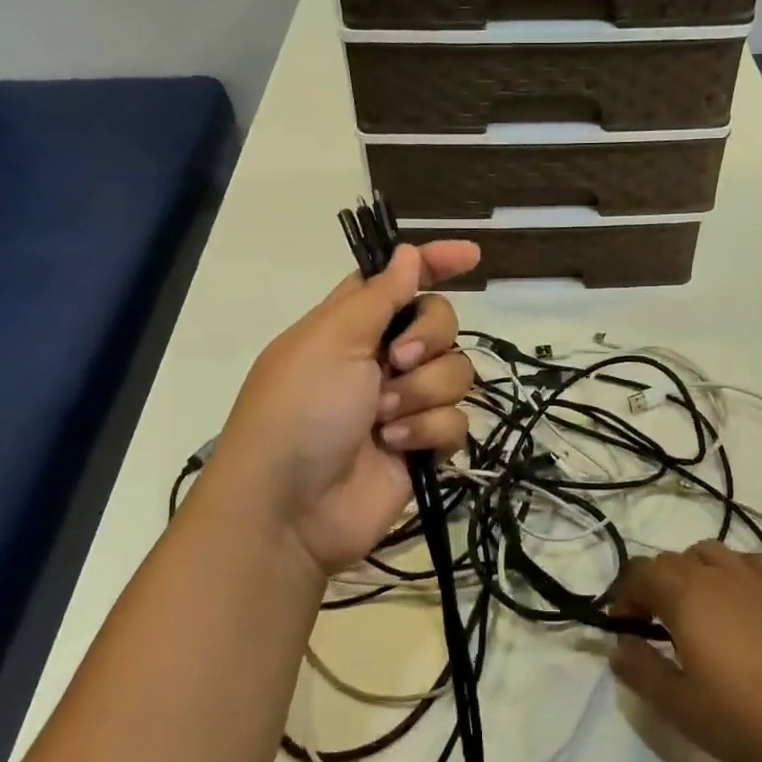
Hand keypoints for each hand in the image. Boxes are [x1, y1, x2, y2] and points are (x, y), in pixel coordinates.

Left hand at [204, 241, 479, 577]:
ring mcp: (403, 403)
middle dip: (428, 339)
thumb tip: (408, 253)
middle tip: (398, 361)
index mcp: (352, 324)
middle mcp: (381, 358)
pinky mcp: (421, 445)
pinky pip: (455, 422)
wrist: (289, 508)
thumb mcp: (332, 339)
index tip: (472, 255)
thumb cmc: (300, 408)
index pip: (400, 280)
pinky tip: (395, 447)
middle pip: (440, 323)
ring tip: (383, 420)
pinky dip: (427, 432)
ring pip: (455, 373)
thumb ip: (379, 295)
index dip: (435, 263)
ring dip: (422, 393)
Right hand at [611, 542, 761, 761]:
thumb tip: (620, 646)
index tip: (624, 630)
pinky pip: (749, 562)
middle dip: (652, 587)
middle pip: (670, 561)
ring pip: (707, 553)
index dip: (624, 596)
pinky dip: (732, 570)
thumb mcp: (678, 705)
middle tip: (651, 629)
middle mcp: (716, 575)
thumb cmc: (744, 719)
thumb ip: (640, 670)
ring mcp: (753, 580)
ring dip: (689, 572)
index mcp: (685, 595)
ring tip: (692, 611)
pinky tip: (736, 599)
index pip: (639, 572)